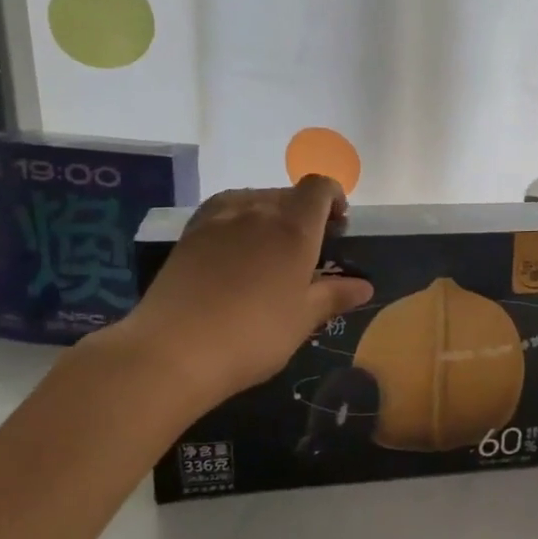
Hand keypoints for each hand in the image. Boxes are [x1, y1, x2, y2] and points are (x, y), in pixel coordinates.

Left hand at [105, 177, 373, 405]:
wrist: (173, 350)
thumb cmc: (254, 335)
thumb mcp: (303, 319)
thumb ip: (334, 295)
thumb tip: (364, 286)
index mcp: (294, 227)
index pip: (319, 188)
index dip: (333, 198)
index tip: (339, 224)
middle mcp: (257, 210)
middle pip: (288, 193)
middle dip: (304, 212)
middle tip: (307, 249)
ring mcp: (218, 219)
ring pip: (254, 200)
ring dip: (270, 215)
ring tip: (270, 250)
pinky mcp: (189, 233)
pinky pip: (224, 213)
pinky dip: (239, 223)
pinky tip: (236, 255)